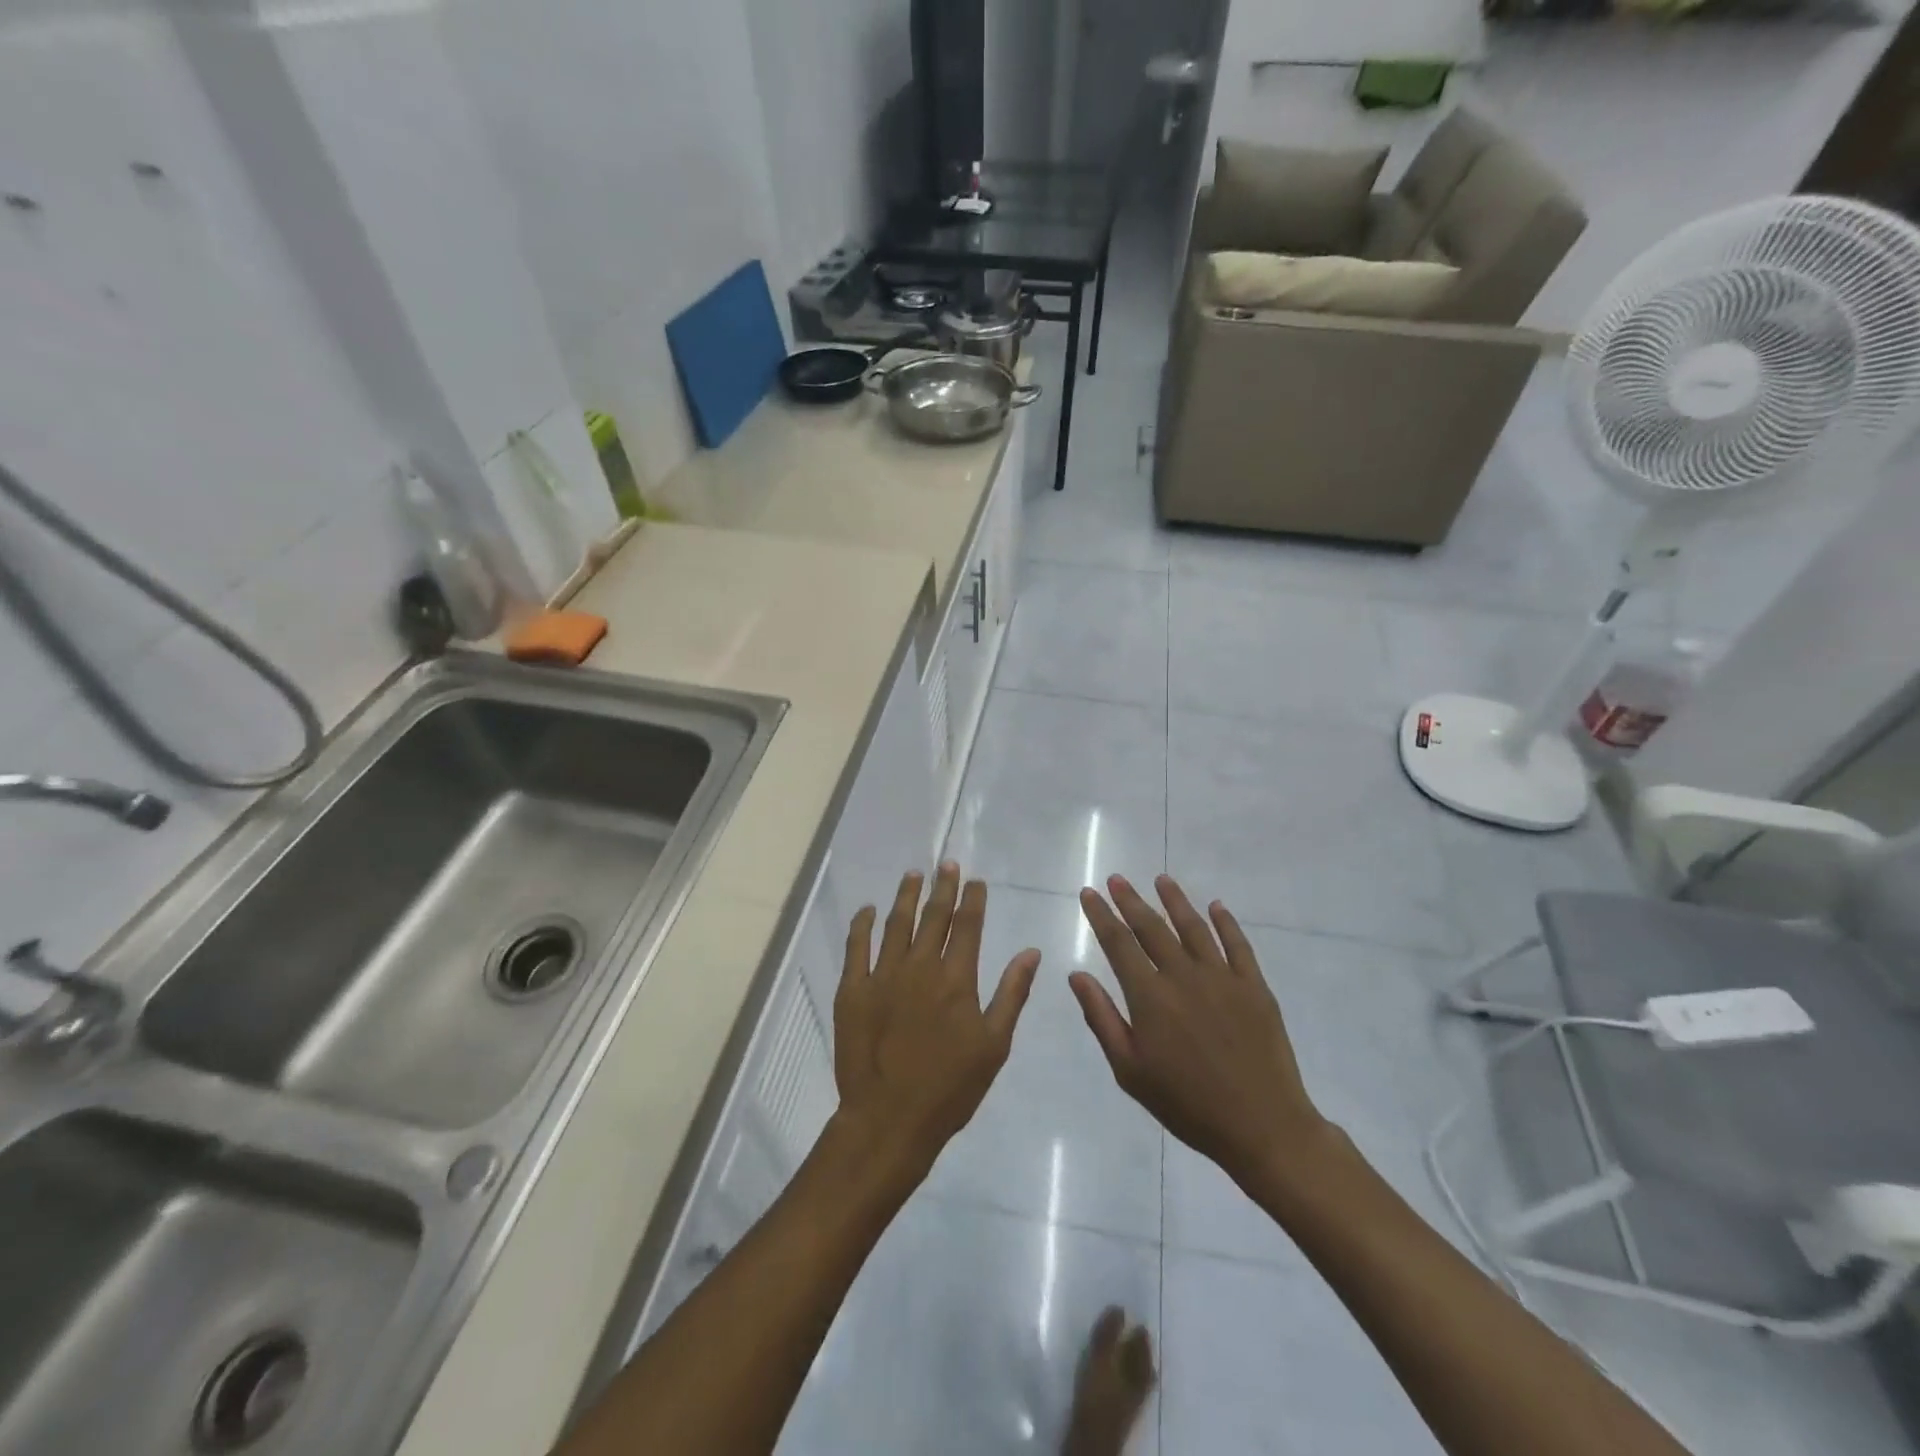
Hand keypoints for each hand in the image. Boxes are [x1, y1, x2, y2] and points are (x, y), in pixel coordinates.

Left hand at [834, 864, 1040, 1179]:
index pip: (968, 925)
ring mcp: (883, 975)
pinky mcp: (853, 990)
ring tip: (913, 875)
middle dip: (943, 886)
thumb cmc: (950, 1087)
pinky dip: (862, 925)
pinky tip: (867, 910)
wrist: (889, 1119)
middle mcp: (920, 966)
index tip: (975, 880)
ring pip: (896, 923)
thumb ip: (1012, 993)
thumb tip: (1031, 952)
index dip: (972, 899)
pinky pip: (857, 947)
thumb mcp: (994, 1044)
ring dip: (906, 896)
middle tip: (947, 863)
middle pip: (933, 916)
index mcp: (956, 978)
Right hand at [1072, 875, 1332, 1190]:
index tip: (1090, 894)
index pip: (1118, 943)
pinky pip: (1238, 944)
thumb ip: (1102, 1018)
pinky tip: (1216, 906)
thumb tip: (1077, 975)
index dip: (1101, 916)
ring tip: (1161, 879)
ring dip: (1175, 900)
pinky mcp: (1254, 986)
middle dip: (1131, 900)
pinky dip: (1225, 922)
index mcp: (1150, 996)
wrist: (1262, 1126)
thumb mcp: (1130, 1070)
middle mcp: (1183, 976)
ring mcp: (1222, 977)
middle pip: (1151, 928)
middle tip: (1117, 879)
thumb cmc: (1187, 1104)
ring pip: (1193, 927)